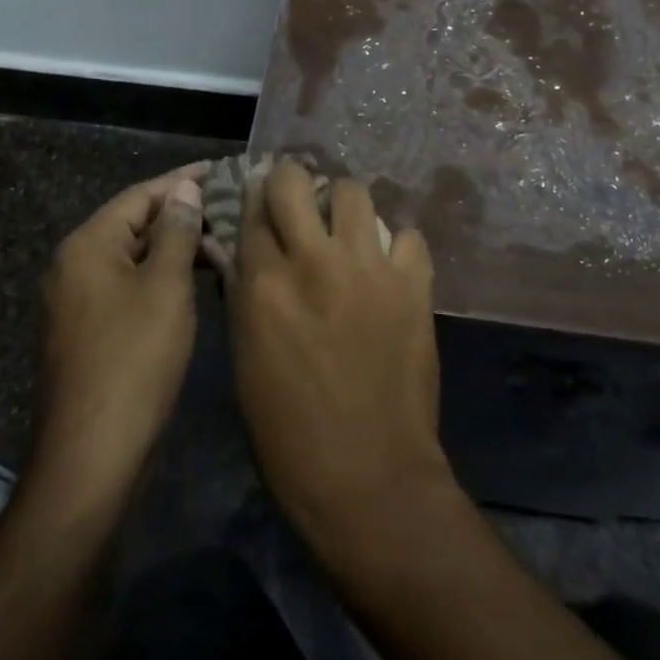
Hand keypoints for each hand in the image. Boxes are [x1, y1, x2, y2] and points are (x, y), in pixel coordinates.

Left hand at [35, 164, 206, 494]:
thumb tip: (185, 189)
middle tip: (230, 207)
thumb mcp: (166, 287)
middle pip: (133, 224)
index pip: (140, 195)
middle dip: (181, 214)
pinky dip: (160, 277)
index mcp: (87, 246)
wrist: (92, 455)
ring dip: (174, 247)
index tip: (222, 170)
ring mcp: (77, 301)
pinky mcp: (87, 331)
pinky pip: (127, 286)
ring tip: (222, 240)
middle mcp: (73, 266)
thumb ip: (176, 231)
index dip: (182, 181)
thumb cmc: (134, 360)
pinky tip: (195, 281)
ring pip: (133, 257)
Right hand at [228, 159, 451, 555]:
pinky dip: (397, 245)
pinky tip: (390, 267)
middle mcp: (313, 261)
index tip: (261, 203)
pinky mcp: (413, 283)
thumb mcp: (246, 361)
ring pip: (354, 191)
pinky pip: (407, 234)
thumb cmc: (290, 434)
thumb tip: (248, 254)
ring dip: (345, 205)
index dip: (254, 202)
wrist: (369, 478)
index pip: (252, 211)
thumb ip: (247, 296)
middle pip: (295, 181)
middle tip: (300, 200)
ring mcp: (368, 267)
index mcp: (263, 285)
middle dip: (292, 182)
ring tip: (348, 229)